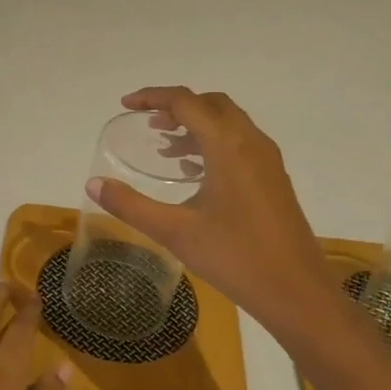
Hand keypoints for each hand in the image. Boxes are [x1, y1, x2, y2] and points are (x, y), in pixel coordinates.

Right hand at [88, 87, 340, 337]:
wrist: (297, 292)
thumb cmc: (235, 257)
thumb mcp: (175, 231)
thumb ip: (131, 205)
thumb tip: (93, 184)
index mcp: (227, 145)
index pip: (186, 101)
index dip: (152, 97)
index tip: (125, 105)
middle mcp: (251, 142)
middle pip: (211, 104)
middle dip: (177, 106)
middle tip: (148, 123)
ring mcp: (267, 160)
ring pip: (228, 123)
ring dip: (196, 125)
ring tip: (164, 146)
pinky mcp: (274, 179)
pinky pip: (240, 143)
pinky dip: (213, 143)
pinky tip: (193, 172)